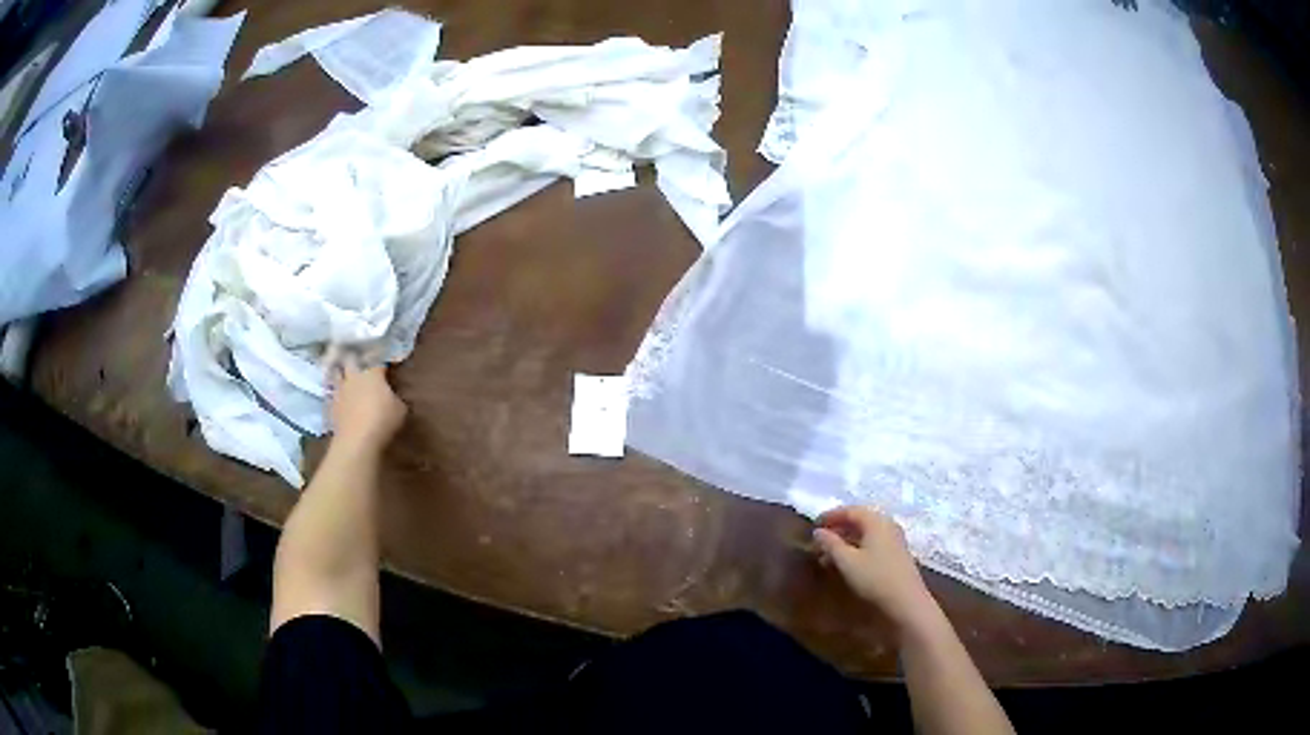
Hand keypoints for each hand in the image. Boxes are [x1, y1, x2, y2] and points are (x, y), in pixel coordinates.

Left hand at [328, 351, 406, 452]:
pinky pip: (333, 393)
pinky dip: (338, 393)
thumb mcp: (400, 409)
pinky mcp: (331, 404)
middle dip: (356, 359)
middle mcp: (354, 375)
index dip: (382, 360)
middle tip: (361, 362)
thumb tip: (392, 396)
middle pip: (351, 359)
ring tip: (346, 376)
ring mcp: (340, 389)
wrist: (357, 440)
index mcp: (372, 372)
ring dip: (342, 373)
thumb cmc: (383, 420)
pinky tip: (342, 398)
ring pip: (337, 373)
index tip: (386, 363)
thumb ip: (395, 398)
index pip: (377, 359)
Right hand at [814, 506, 936, 630]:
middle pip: (859, 520)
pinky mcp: (896, 554)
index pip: (850, 510)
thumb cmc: (874, 578)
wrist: (906, 602)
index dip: (831, 516)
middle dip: (837, 529)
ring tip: (827, 556)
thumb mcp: (847, 561)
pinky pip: (872, 544)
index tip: (813, 525)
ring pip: (865, 534)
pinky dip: (856, 549)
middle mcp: (887, 525)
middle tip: (819, 542)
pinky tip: (846, 563)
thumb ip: (831, 544)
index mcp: (876, 521)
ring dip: (845, 541)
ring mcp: (894, 540)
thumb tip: (818, 531)